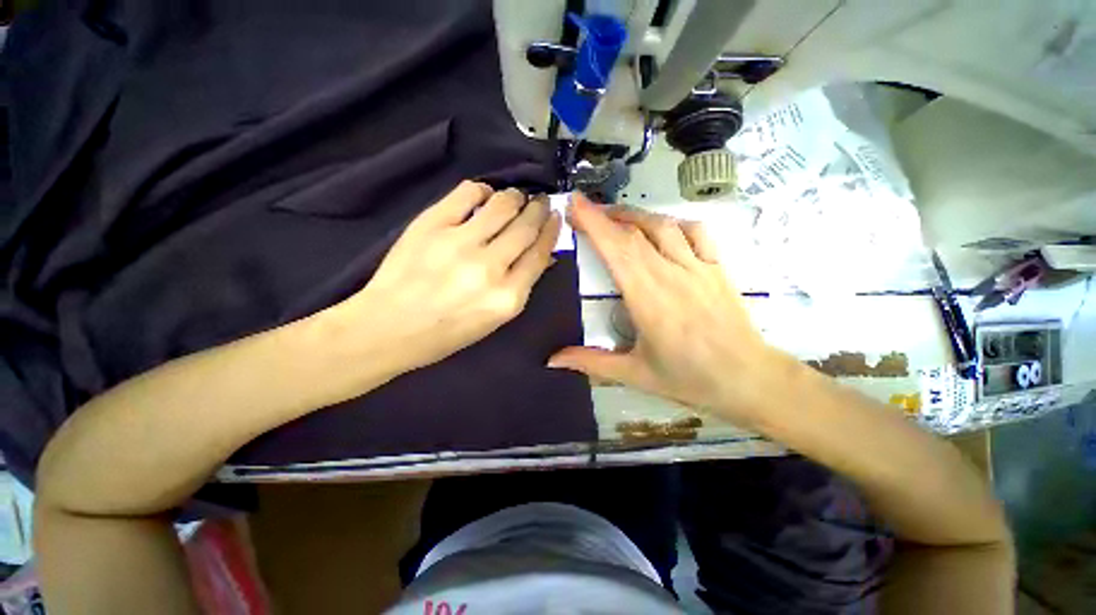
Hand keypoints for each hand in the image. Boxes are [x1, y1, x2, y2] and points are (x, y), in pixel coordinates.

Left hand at [330, 181, 561, 373]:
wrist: (388, 328)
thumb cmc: (447, 332)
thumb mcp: (495, 319)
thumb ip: (521, 285)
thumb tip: (542, 254)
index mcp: (507, 297)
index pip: (539, 253)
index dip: (551, 231)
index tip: (556, 217)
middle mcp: (489, 268)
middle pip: (525, 226)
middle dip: (539, 208)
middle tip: (542, 201)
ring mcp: (459, 243)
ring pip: (503, 205)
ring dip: (516, 196)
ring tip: (517, 197)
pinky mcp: (432, 225)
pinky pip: (467, 193)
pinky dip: (483, 189)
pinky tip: (485, 195)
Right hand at [548, 194, 796, 425]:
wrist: (749, 380)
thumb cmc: (689, 380)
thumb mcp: (634, 374)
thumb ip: (591, 362)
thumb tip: (551, 360)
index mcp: (648, 299)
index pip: (617, 250)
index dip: (594, 223)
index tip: (575, 203)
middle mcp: (671, 274)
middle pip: (634, 233)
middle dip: (604, 215)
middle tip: (583, 208)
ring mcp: (698, 267)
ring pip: (662, 226)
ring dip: (634, 215)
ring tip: (614, 215)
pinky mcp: (717, 268)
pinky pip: (695, 232)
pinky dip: (673, 223)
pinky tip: (661, 228)